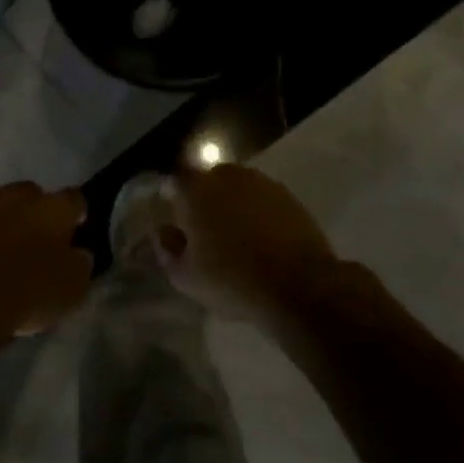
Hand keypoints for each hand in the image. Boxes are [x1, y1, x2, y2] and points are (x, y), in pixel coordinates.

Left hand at [0, 183, 92, 340]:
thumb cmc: (26, 294)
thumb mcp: (72, 289)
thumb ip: (79, 263)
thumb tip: (78, 253)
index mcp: (52, 208)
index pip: (75, 199)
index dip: (78, 214)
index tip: (77, 231)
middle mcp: (15, 196)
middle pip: (32, 195)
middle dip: (37, 211)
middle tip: (38, 240)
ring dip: (3, 219)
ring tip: (2, 247)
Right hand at [154, 164, 335, 325]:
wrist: (300, 286)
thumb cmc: (232, 279)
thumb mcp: (185, 276)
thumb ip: (167, 249)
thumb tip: (163, 231)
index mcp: (195, 190)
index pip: (174, 180)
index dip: (171, 196)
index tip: (173, 217)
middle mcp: (227, 176)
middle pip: (207, 179)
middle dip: (203, 198)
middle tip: (203, 228)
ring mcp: (262, 184)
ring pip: (238, 188)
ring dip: (232, 203)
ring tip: (234, 234)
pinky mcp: (290, 198)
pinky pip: (263, 200)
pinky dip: (258, 212)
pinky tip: (261, 238)